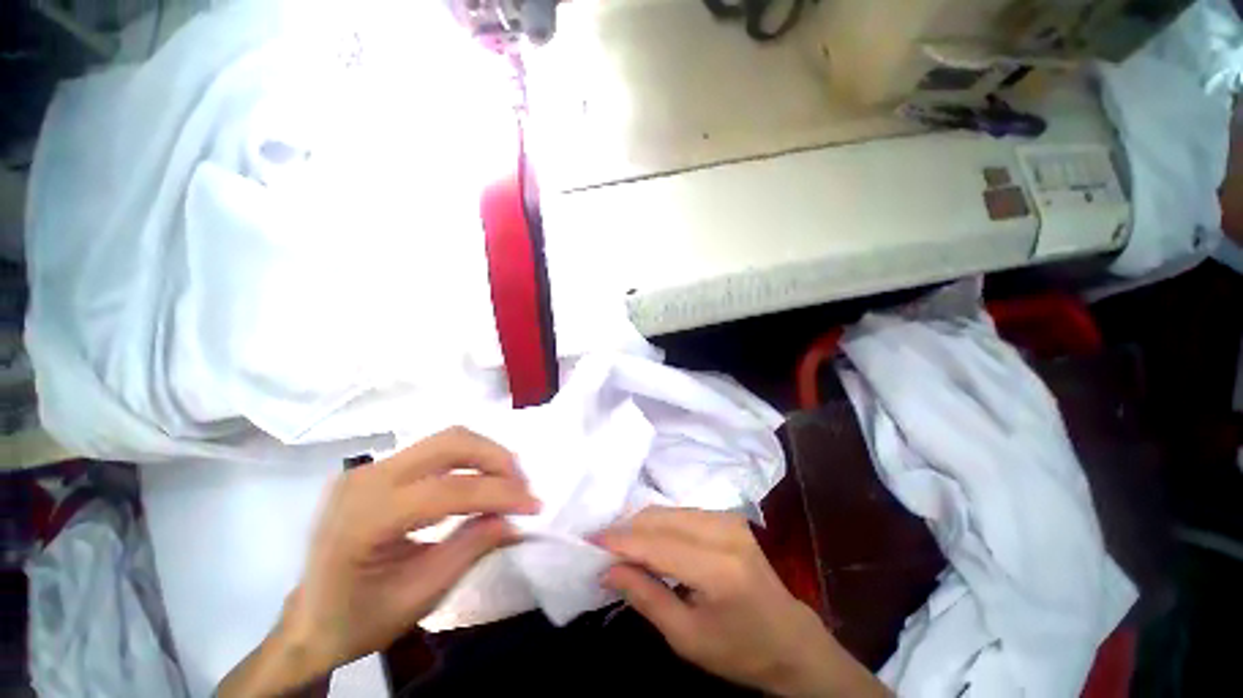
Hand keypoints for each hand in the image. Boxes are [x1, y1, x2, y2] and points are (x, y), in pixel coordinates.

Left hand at [218, 427, 539, 696]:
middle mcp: (366, 478)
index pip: (448, 490)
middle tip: (522, 485)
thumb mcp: (421, 595)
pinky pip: (434, 450)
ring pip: (445, 438)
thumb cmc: (359, 619)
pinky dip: (468, 459)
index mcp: (365, 518)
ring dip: (486, 454)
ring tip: (508, 481)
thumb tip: (516, 520)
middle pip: (449, 443)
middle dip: (497, 459)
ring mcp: (369, 467)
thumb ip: (472, 548)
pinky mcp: (378, 468)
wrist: (308, 621)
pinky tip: (480, 480)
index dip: (499, 493)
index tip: (535, 506)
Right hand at [597, 507, 889, 697]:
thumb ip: (645, 597)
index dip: (621, 540)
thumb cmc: (739, 649)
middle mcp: (725, 531)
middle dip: (627, 529)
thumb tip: (608, 570)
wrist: (789, 639)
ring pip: (669, 510)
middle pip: (661, 518)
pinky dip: (658, 523)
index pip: (658, 544)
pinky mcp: (728, 516)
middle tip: (600, 545)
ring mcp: (728, 519)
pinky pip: (681, 512)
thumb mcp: (687, 638)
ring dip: (641, 524)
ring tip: (619, 544)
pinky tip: (646, 538)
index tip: (589, 540)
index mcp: (719, 567)